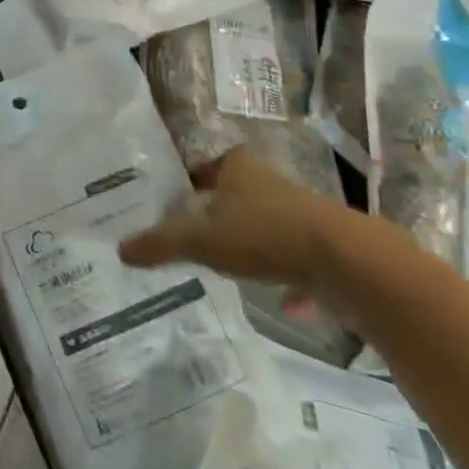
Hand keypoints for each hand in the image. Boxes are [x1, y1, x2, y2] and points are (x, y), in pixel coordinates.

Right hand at [118, 147, 359, 289]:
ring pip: (265, 225)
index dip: (185, 179)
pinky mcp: (325, 244)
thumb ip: (161, 244)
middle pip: (233, 194)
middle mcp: (268, 182)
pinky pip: (296, 259)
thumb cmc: (264, 234)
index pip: (203, 164)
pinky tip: (284, 304)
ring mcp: (300, 213)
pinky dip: (288, 279)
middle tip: (188, 235)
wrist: (348, 262)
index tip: (168, 201)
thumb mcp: (202, 240)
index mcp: (237, 168)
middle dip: (215, 214)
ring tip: (227, 268)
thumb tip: (119, 250)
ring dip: (250, 243)